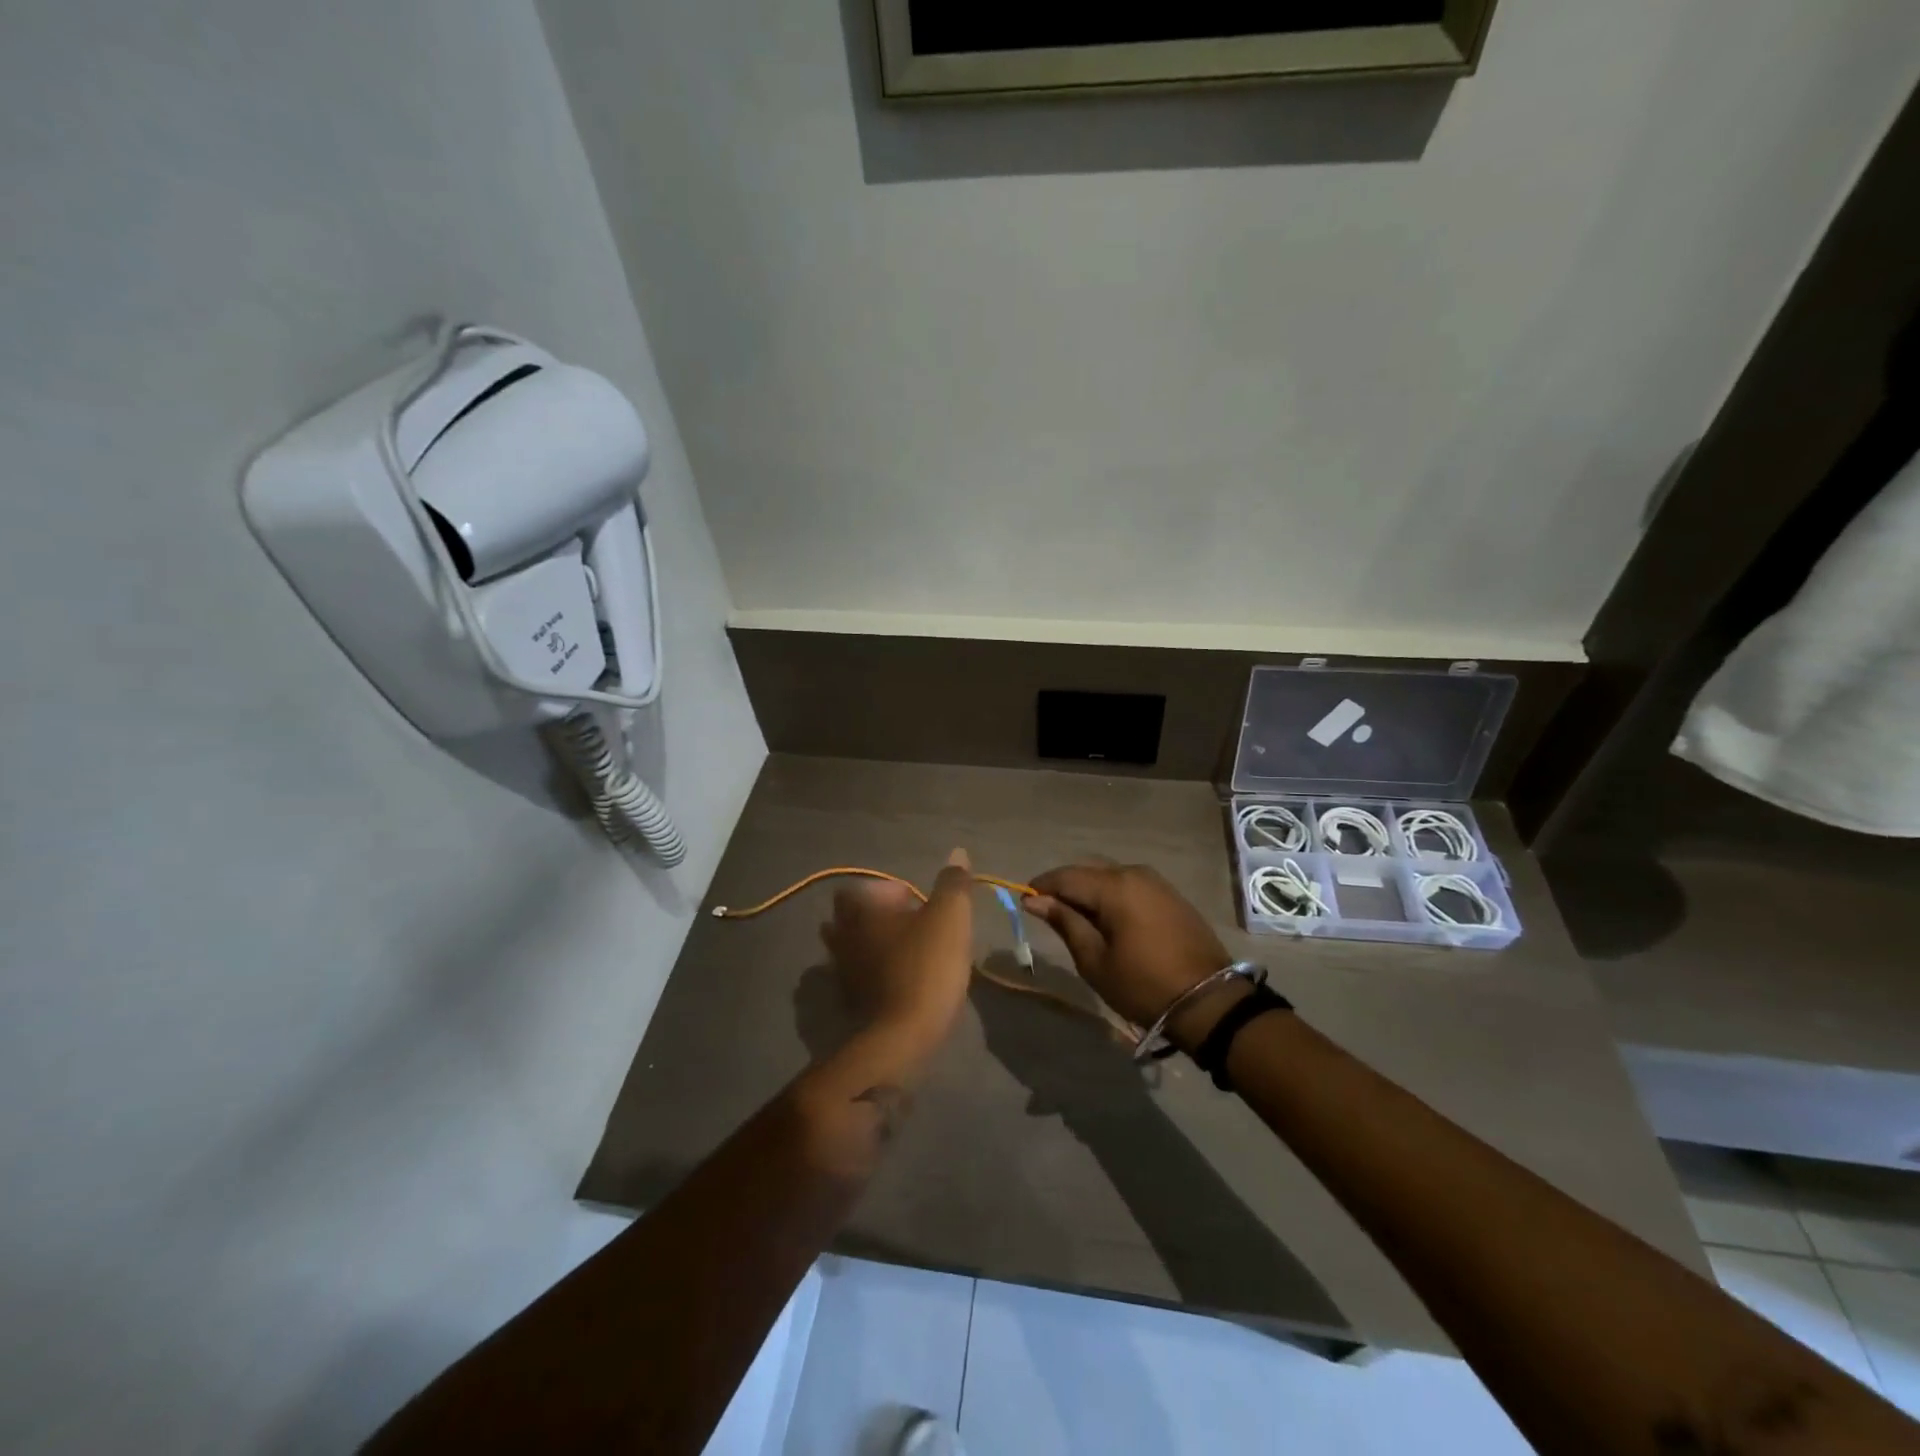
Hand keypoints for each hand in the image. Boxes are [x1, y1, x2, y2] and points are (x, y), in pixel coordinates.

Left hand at [821, 849, 975, 1038]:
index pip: (863, 886)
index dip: (891, 890)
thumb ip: (953, 883)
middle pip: (854, 915)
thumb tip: (957, 853)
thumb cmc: (926, 967)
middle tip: (913, 926)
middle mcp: (842, 936)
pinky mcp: (849, 1002)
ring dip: (876, 945)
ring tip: (910, 954)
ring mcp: (841, 971)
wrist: (902, 1039)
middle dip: (880, 916)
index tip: (918, 904)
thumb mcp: (950, 917)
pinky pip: (860, 976)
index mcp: (860, 910)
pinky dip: (876, 974)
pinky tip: (903, 982)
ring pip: (855, 947)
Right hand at [1025, 863, 1240, 1049]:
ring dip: (1089, 893)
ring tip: (1076, 920)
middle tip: (1048, 915)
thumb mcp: (1095, 960)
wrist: (1209, 1001)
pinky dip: (1111, 897)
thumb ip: (1065, 922)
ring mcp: (1156, 882)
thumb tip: (1034, 899)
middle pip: (1088, 872)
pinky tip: (1106, 920)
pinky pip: (1129, 886)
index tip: (1024, 903)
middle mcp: (1135, 873)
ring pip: (1109, 878)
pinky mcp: (1170, 895)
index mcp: (1114, 886)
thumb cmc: (1144, 985)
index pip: (1065, 876)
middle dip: (1065, 888)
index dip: (1041, 887)